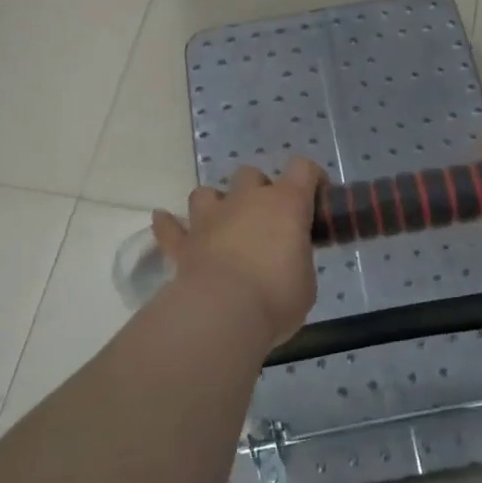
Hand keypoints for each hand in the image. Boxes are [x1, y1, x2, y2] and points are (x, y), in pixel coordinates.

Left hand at [151, 158, 324, 348]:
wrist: (222, 314)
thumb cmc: (276, 298)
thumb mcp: (305, 281)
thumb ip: (297, 260)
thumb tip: (288, 260)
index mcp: (286, 204)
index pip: (303, 168)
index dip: (311, 178)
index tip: (315, 200)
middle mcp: (247, 200)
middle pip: (251, 174)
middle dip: (258, 191)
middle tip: (266, 221)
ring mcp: (210, 217)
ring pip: (207, 192)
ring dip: (215, 204)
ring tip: (222, 224)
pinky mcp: (183, 242)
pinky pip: (169, 226)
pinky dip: (169, 224)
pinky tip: (166, 222)